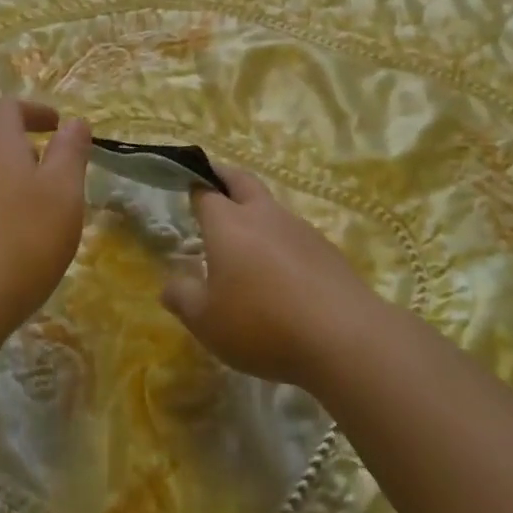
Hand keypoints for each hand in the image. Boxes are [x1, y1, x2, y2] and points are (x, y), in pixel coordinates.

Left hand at [0, 98, 92, 342]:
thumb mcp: (63, 193)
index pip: (7, 108)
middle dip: (22, 156)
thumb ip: (70, 153)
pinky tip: (1, 254)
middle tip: (52, 186)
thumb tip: (74, 122)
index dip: (33, 111)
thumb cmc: (20, 240)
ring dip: (3, 190)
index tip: (55, 126)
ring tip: (30, 225)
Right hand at [159, 166, 374, 388]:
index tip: (188, 188)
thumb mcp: (206, 321)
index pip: (206, 192)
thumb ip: (183, 298)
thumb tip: (170, 284)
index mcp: (228, 223)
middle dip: (225, 176)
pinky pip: (295, 235)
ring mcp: (299, 228)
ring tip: (247, 241)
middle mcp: (263, 214)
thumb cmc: (261, 324)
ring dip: (256, 213)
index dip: (195, 188)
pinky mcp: (326, 249)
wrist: (342, 335)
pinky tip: (282, 273)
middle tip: (214, 181)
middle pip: (242, 181)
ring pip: (271, 207)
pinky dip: (282, 242)